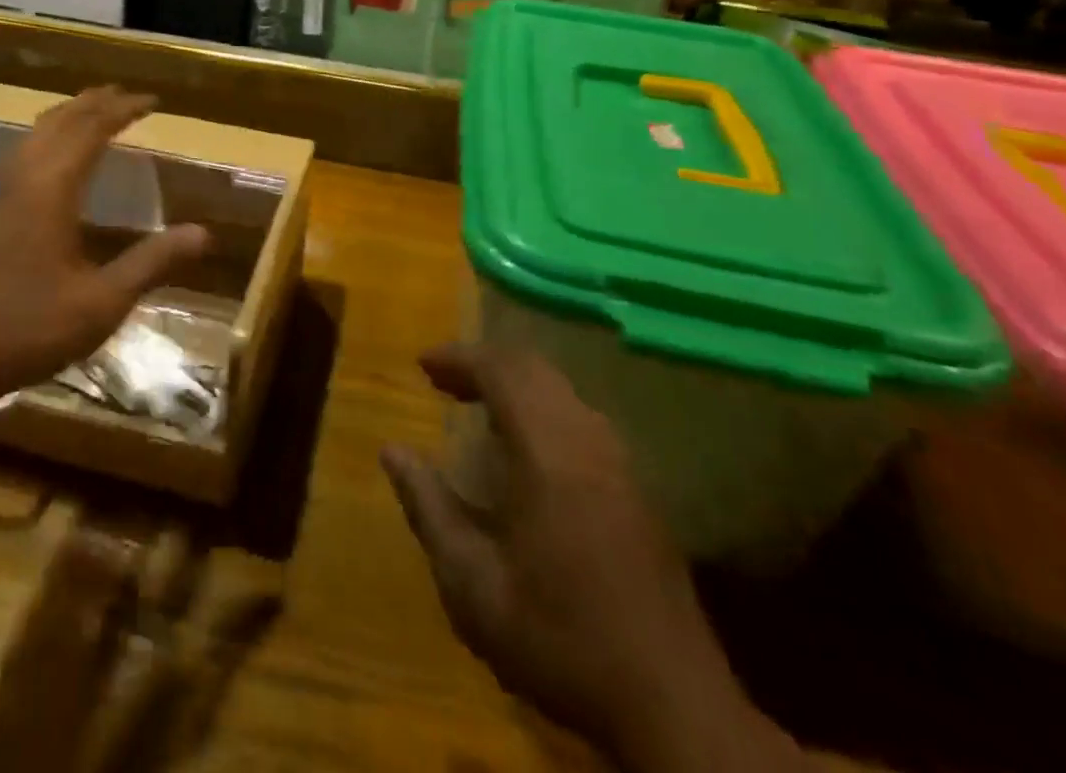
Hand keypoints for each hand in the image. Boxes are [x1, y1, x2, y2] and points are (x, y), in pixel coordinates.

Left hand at [0, 87, 209, 404]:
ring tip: (90, 116)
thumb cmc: (22, 327)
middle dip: (92, 102)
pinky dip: (45, 140)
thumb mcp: (100, 303)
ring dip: (66, 117)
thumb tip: (203, 233)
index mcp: (49, 187)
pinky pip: (18, 155)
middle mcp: (18, 178)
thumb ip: (151, 263)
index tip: (152, 100)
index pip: (91, 129)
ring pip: (32, 135)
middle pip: (58, 121)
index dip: (123, 109)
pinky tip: (48, 166)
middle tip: (123, 95)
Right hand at [382, 344, 800, 772]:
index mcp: (548, 453)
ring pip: (561, 390)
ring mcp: (619, 463)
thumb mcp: (473, 585)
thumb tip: (392, 451)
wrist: (672, 706)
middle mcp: (587, 441)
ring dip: (515, 383)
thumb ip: (429, 509)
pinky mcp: (637, 487)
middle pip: (534, 369)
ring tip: (477, 405)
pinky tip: (525, 446)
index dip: (459, 358)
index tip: (422, 365)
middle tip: (444, 381)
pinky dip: (541, 406)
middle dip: (484, 363)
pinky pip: (580, 416)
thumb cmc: (559, 639)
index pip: (501, 371)